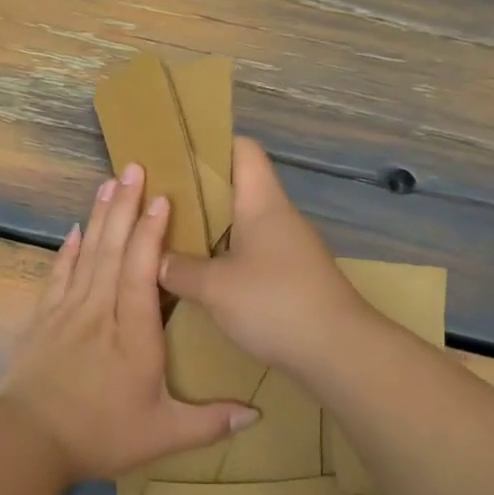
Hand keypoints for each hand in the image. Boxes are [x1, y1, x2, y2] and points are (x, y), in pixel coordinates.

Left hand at [0, 163, 258, 482]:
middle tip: (133, 167)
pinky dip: (67, 251)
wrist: (27, 442)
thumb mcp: (162, 435)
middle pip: (113, 250)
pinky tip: (74, 230)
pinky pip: (58, 275)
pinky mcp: (43, 321)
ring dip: (99, 217)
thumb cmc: (99, 435)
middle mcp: (100, 312)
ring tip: (108, 183)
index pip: (143, 273)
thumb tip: (258, 415)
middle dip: (125, 207)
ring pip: (86, 255)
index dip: (152, 234)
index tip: (161, 198)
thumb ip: (210, 422)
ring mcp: (67, 312)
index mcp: (133, 334)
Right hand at [158, 138, 367, 374]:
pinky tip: (198, 276)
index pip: (242, 149)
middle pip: (236, 187)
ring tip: (167, 238)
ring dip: (207, 229)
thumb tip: (155, 260)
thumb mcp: (215, 287)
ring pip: (240, 224)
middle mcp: (277, 217)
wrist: (338, 351)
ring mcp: (287, 248)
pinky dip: (222, 258)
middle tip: (156, 200)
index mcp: (262, 202)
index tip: (173, 153)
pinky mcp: (289, 277)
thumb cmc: (276, 303)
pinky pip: (249, 254)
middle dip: (196, 192)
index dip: (210, 143)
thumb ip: (179, 269)